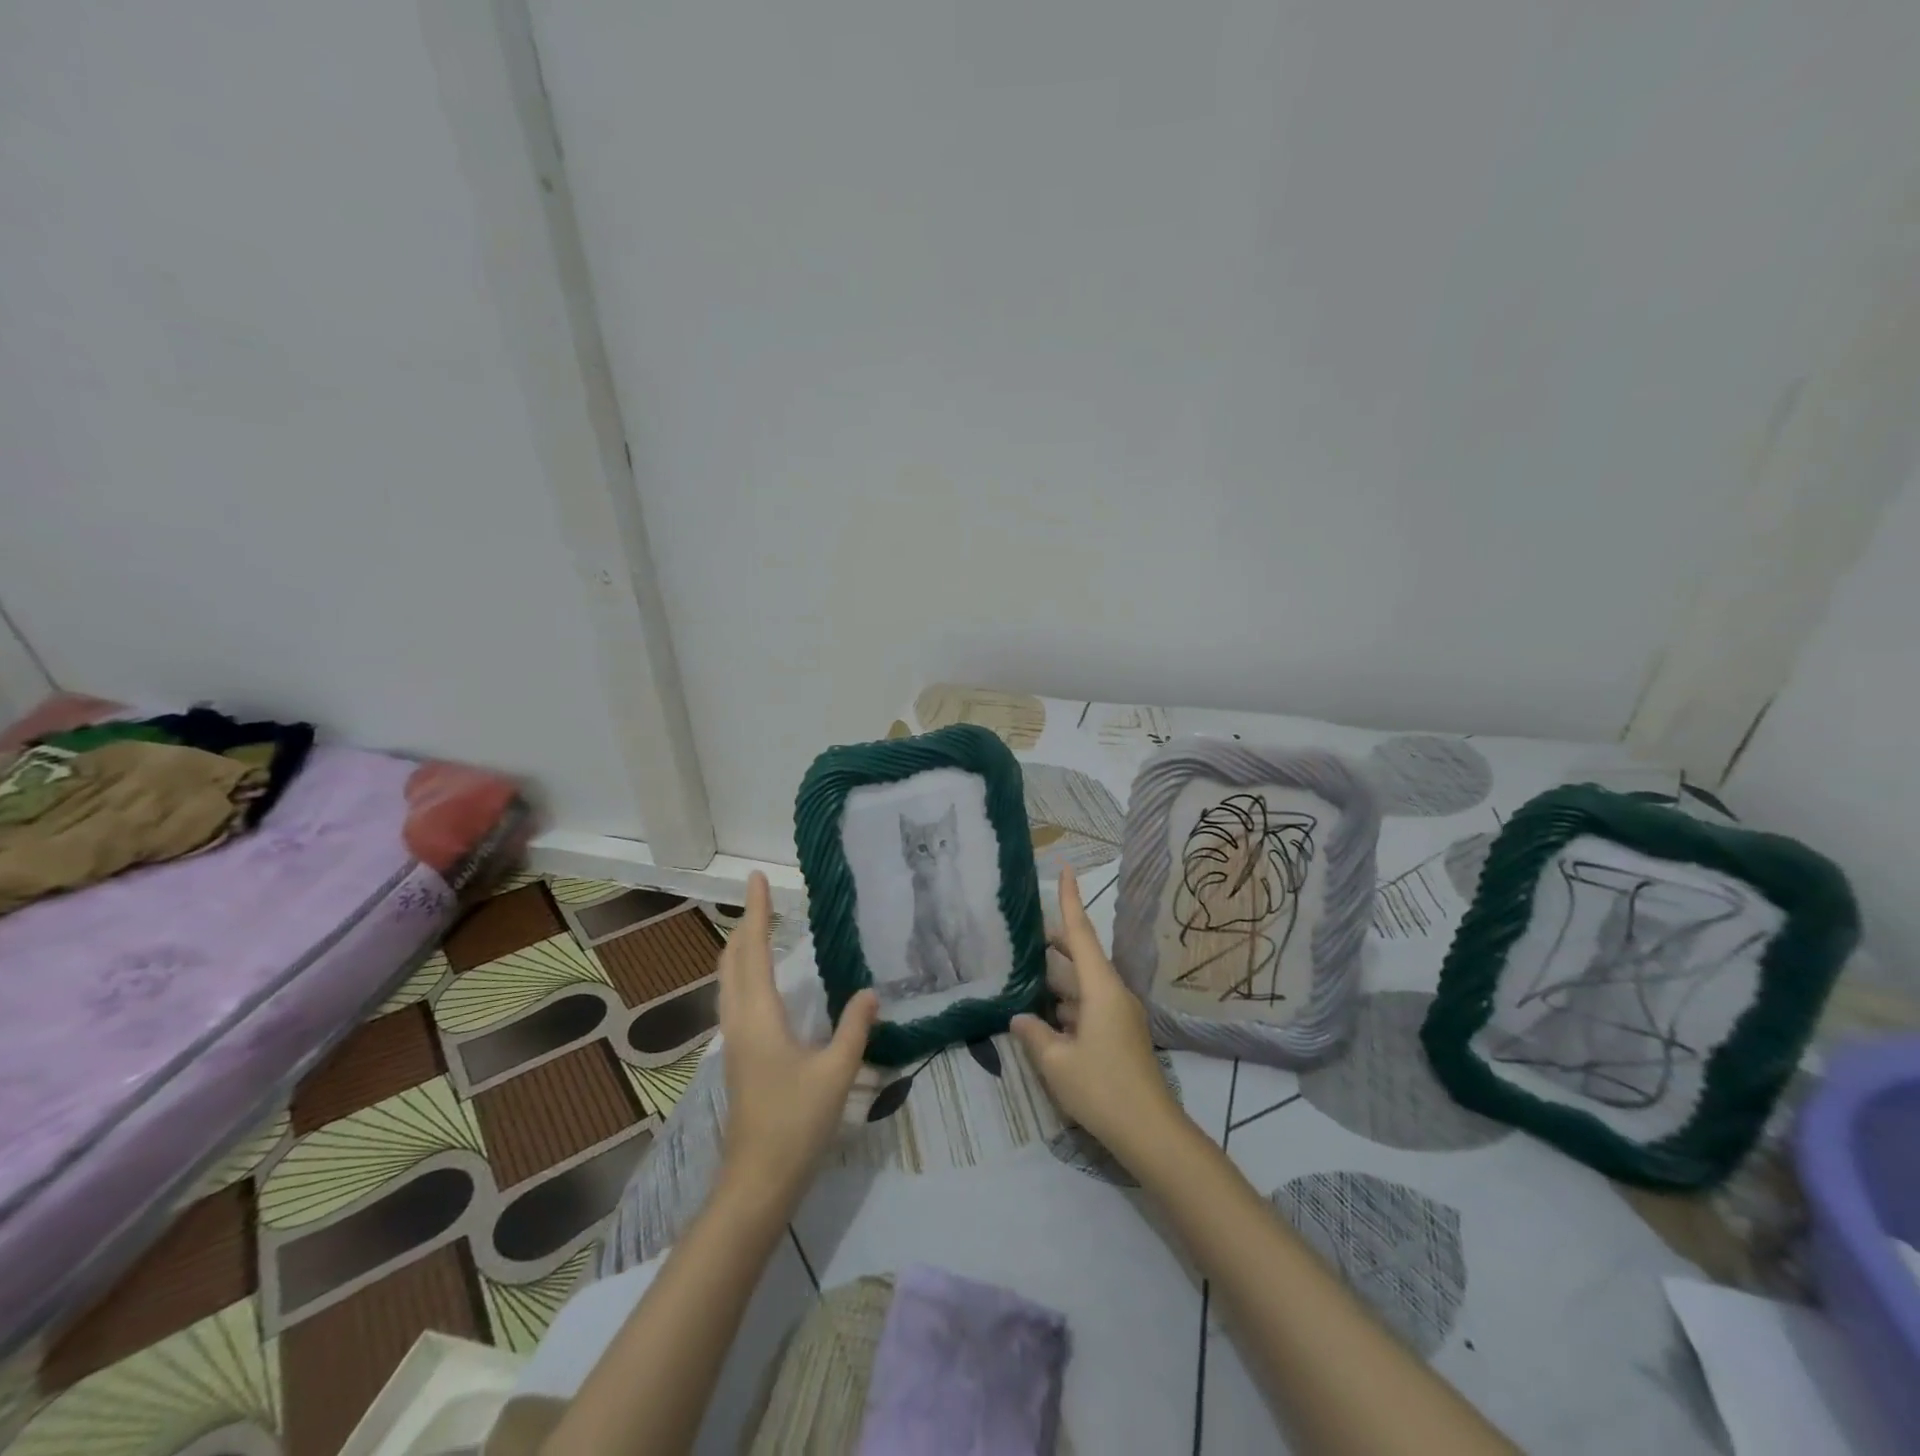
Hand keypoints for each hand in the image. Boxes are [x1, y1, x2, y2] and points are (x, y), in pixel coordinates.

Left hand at [716, 873, 878, 1199]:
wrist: (757, 1182)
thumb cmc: (796, 1123)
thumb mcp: (836, 1073)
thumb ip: (855, 1028)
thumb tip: (869, 991)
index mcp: (759, 1016)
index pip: (754, 950)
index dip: (757, 912)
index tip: (757, 878)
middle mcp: (739, 1021)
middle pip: (732, 961)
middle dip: (745, 925)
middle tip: (762, 898)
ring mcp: (734, 1041)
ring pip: (729, 981)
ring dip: (741, 949)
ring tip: (762, 929)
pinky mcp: (738, 1057)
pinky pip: (735, 999)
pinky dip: (745, 974)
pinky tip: (765, 983)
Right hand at [1011, 867, 1184, 1162]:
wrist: (1150, 1132)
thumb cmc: (1102, 1088)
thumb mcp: (1056, 1062)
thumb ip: (1034, 1034)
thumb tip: (1018, 1018)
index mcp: (1101, 988)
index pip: (1080, 933)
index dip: (1071, 899)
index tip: (1066, 868)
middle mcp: (1113, 993)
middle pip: (1082, 957)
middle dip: (1055, 944)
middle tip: (1024, 935)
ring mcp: (1119, 1015)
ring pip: (1084, 985)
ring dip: (1058, 980)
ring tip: (1025, 975)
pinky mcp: (1120, 1036)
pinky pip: (1089, 1007)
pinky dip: (1067, 1005)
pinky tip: (1043, 1017)